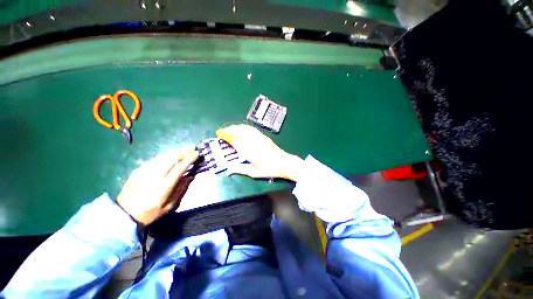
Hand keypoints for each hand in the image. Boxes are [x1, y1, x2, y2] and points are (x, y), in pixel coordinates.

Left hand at [116, 147, 198, 224]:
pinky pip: (155, 160)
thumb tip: (190, 176)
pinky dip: (164, 156)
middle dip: (183, 151)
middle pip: (171, 158)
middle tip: (192, 147)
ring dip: (174, 152)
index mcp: (164, 185)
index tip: (197, 153)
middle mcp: (155, 175)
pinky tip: (169, 156)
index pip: (180, 168)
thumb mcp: (170, 205)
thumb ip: (181, 189)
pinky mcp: (138, 170)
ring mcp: (145, 171)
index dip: (189, 159)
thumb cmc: (151, 212)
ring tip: (183, 149)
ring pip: (163, 157)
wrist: (124, 214)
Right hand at [216, 124, 303, 180]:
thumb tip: (227, 170)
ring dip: (235, 127)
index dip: (226, 136)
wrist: (284, 162)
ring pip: (244, 129)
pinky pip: (251, 128)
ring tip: (229, 128)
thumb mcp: (254, 172)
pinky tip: (241, 127)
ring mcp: (259, 137)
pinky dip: (244, 127)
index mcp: (249, 152)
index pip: (234, 140)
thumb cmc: (269, 169)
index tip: (219, 134)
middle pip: (238, 132)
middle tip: (221, 131)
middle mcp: (253, 142)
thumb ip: (240, 169)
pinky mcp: (263, 136)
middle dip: (228, 130)